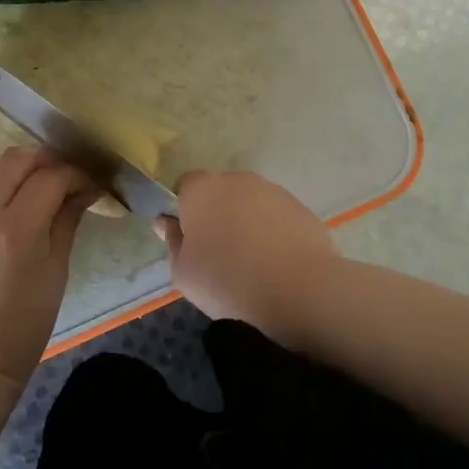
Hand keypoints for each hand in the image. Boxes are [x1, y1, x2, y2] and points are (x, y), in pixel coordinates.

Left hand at [0, 147, 96, 384]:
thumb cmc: (25, 322)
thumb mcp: (56, 270)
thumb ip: (67, 220)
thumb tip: (84, 190)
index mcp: (15, 231)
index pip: (51, 178)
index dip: (76, 175)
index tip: (91, 185)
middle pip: (16, 159)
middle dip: (46, 160)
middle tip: (66, 175)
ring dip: (18, 168)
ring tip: (38, 185)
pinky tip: (11, 205)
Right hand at [156, 170, 337, 337]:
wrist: (297, 288)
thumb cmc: (227, 279)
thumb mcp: (183, 272)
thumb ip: (173, 242)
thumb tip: (167, 223)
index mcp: (202, 189)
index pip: (184, 186)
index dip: (184, 211)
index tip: (189, 240)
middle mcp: (237, 180)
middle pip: (219, 193)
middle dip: (217, 215)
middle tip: (218, 253)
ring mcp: (273, 191)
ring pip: (250, 204)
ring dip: (247, 223)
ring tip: (252, 263)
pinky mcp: (300, 207)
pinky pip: (277, 218)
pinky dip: (274, 233)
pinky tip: (277, 264)